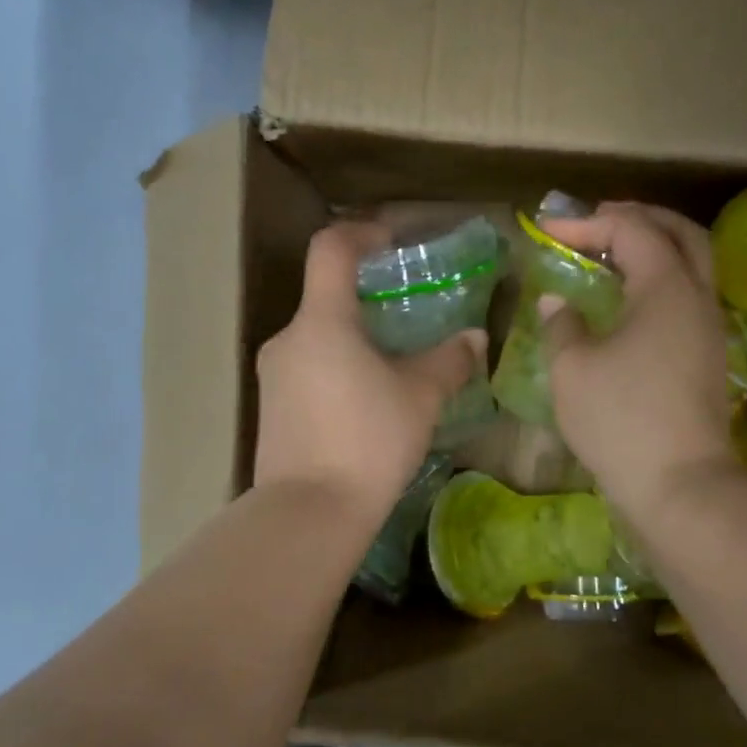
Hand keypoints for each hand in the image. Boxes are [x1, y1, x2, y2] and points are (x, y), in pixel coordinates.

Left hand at [254, 221, 483, 525]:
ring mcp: (273, 375)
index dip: (362, 233)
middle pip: (325, 297)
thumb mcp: (420, 398)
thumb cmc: (368, 441)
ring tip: (392, 366)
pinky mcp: (270, 407)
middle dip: (367, 298)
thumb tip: (475, 338)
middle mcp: (288, 338)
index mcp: (322, 322)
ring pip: (318, 337)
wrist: (309, 513)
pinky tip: (365, 402)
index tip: (392, 242)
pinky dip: (337, 368)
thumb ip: (449, 361)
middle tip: (408, 317)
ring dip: (353, 338)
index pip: (331, 249)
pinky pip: (307, 369)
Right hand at [539, 204, 734, 518]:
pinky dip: (659, 280)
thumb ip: (562, 325)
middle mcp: (697, 297)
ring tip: (611, 254)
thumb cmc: (620, 419)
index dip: (586, 223)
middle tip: (597, 220)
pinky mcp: (707, 357)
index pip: (631, 230)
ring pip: (691, 265)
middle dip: (638, 218)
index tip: (546, 230)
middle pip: (680, 233)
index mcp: (667, 288)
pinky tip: (628, 300)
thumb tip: (558, 303)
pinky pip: (686, 296)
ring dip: (654, 248)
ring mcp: (708, 329)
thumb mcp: (573, 369)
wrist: (679, 485)